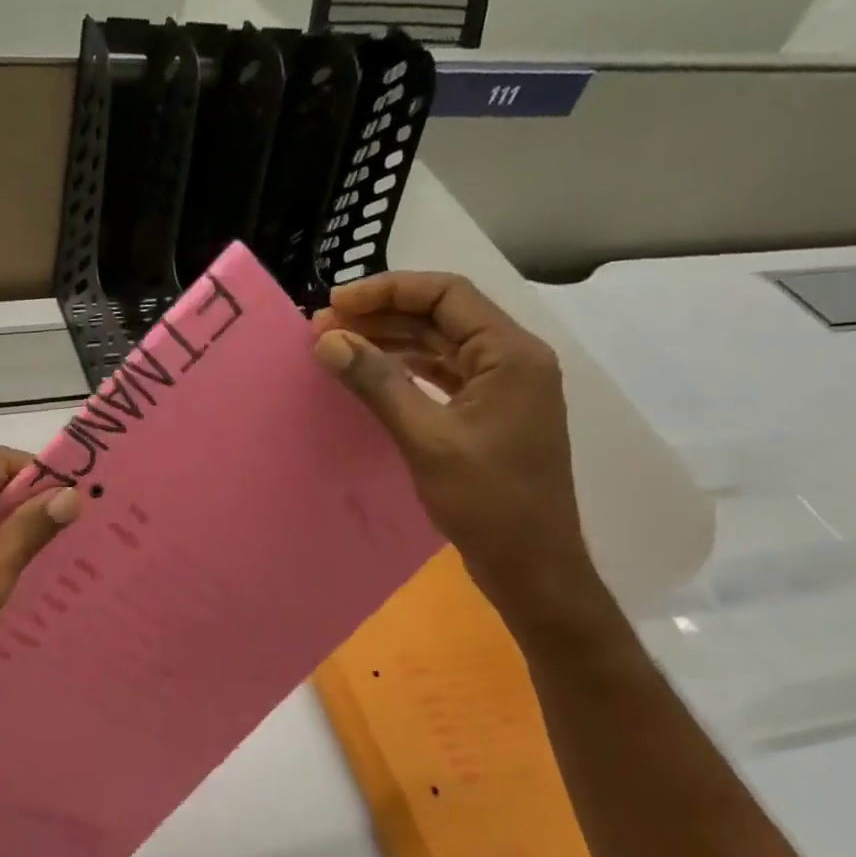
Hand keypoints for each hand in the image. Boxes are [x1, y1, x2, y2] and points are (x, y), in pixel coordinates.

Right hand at [312, 272, 598, 616]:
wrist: (531, 564)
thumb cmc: (487, 501)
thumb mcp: (426, 438)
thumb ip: (378, 383)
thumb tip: (327, 340)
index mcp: (510, 354)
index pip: (446, 295)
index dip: (386, 291)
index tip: (334, 305)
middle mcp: (512, 359)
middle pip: (442, 316)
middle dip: (382, 316)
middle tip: (324, 329)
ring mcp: (503, 388)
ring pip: (440, 345)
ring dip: (391, 341)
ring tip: (338, 346)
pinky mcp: (489, 414)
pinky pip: (443, 374)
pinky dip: (406, 369)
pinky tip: (372, 373)